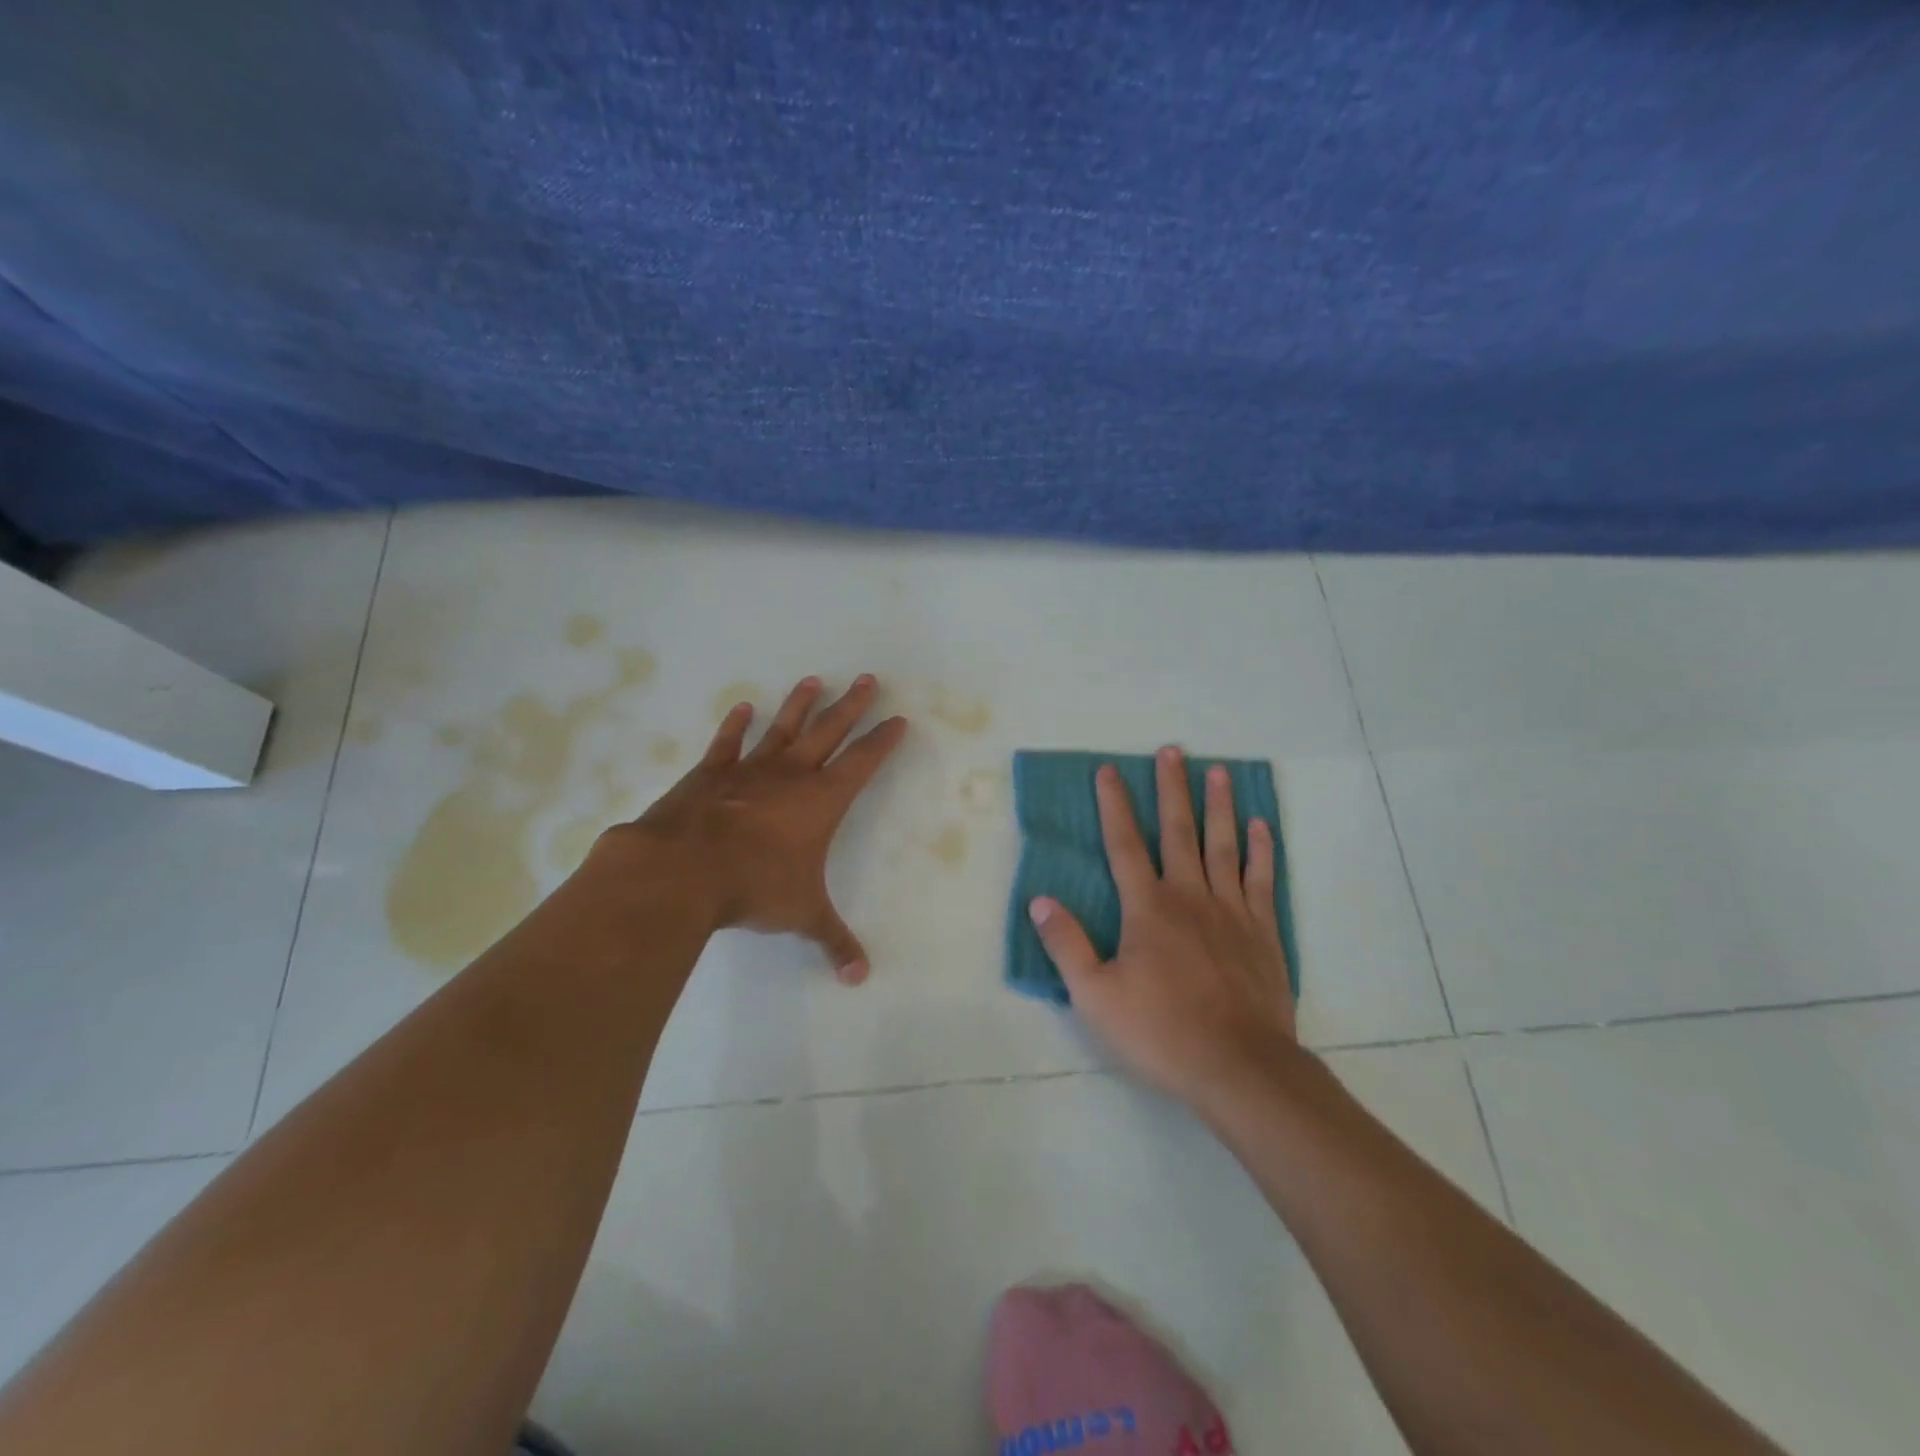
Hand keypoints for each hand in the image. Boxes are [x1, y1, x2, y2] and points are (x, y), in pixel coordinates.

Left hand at [600, 674, 907, 983]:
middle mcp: (791, 775)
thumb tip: (860, 978)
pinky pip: (727, 744)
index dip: (883, 741)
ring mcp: (749, 770)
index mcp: (822, 801)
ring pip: (783, 728)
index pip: (863, 762)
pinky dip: (735, 725)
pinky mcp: (710, 774)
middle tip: (867, 678)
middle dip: (851, 706)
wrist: (684, 871)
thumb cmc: (755, 887)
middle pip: (829, 731)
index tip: (898, 719)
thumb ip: (833, 941)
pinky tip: (742, 708)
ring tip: (813, 680)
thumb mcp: (802, 915)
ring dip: (799, 704)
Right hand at [1028, 746, 1297, 1111]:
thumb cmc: (1160, 1031)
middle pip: (1177, 831)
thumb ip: (1067, 944)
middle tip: (1172, 751)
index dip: (1114, 805)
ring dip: (1218, 806)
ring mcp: (1231, 911)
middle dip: (1171, 789)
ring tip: (1219, 771)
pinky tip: (1260, 826)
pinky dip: (1261, 850)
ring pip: (1223, 845)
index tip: (1109, 770)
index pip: (1124, 845)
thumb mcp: (1095, 995)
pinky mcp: (1263, 932)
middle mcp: (1190, 896)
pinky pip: (1262, 879)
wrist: (1239, 1067)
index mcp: (1148, 908)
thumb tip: (1041, 900)